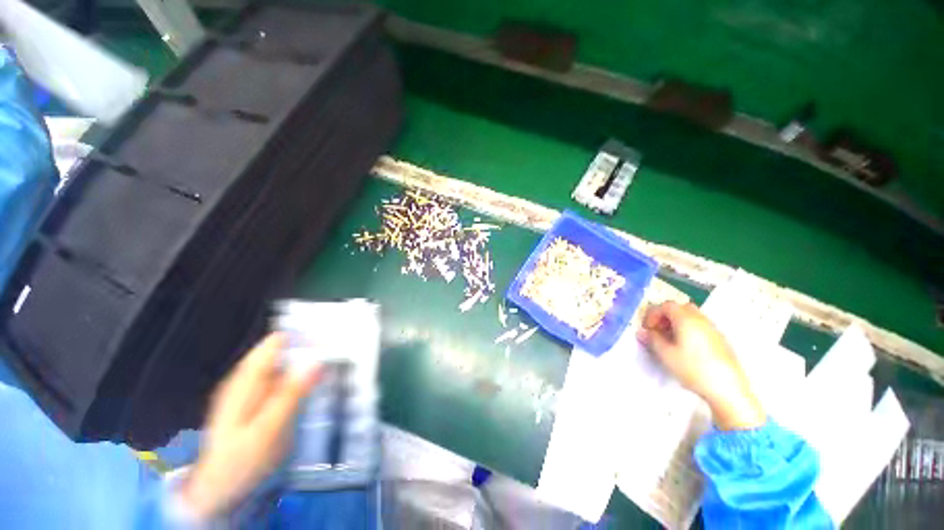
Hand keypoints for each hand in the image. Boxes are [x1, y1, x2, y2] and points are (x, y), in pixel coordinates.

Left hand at [179, 333, 320, 518]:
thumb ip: (292, 393)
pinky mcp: (257, 400)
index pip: (277, 341)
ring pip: (284, 364)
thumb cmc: (241, 461)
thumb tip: (317, 360)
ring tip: (331, 370)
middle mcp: (247, 378)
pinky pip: (282, 379)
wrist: (218, 489)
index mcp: (247, 379)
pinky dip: (299, 377)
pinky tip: (313, 386)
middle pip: (282, 350)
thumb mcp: (269, 429)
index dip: (304, 337)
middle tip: (336, 358)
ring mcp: (251, 389)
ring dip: (306, 363)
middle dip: (309, 350)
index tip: (330, 343)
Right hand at [637, 301, 764, 430]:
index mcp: (686, 319)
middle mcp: (701, 319)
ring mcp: (713, 329)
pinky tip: (685, 347)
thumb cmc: (693, 368)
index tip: (647, 328)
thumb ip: (652, 339)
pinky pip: (700, 326)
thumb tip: (642, 331)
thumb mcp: (666, 354)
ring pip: (691, 316)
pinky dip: (688, 329)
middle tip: (657, 331)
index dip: (652, 314)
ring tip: (670, 340)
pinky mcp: (720, 340)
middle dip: (665, 316)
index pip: (666, 305)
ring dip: (676, 323)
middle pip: (679, 307)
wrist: (728, 389)